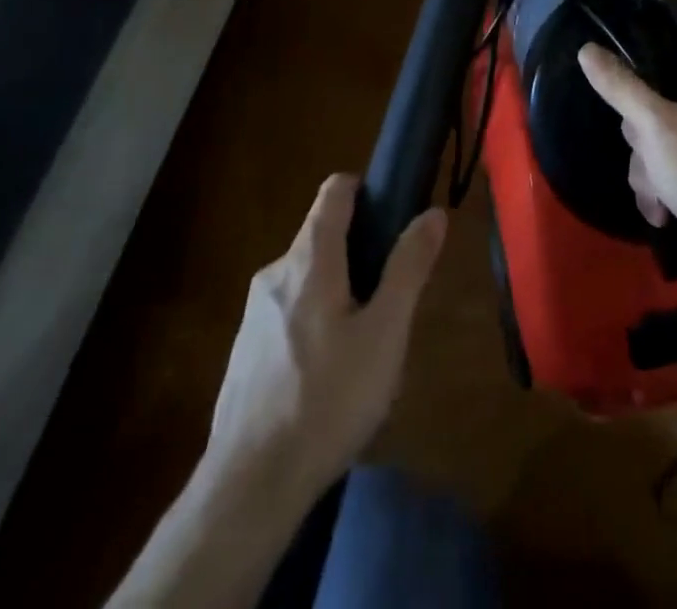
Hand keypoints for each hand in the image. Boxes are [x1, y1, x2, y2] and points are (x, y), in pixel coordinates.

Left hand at [205, 174, 447, 499]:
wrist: (249, 486)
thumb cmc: (328, 399)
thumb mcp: (385, 332)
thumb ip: (408, 267)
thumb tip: (433, 213)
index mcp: (309, 258)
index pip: (335, 190)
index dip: (366, 190)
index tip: (393, 217)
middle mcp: (275, 272)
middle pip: (324, 236)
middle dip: (361, 254)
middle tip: (389, 303)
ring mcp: (253, 313)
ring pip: (308, 279)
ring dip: (339, 293)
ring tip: (365, 348)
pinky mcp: (244, 350)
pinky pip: (289, 313)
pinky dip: (314, 323)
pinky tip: (329, 379)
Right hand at [578, 33, 676, 370]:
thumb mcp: (654, 127)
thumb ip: (619, 85)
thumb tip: (586, 49)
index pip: (668, 35)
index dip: (638, 55)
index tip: (616, 83)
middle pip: (657, 87)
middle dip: (640, 129)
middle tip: (645, 148)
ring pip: (659, 126)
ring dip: (647, 162)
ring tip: (657, 192)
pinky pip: (674, 153)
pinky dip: (664, 178)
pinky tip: (662, 209)